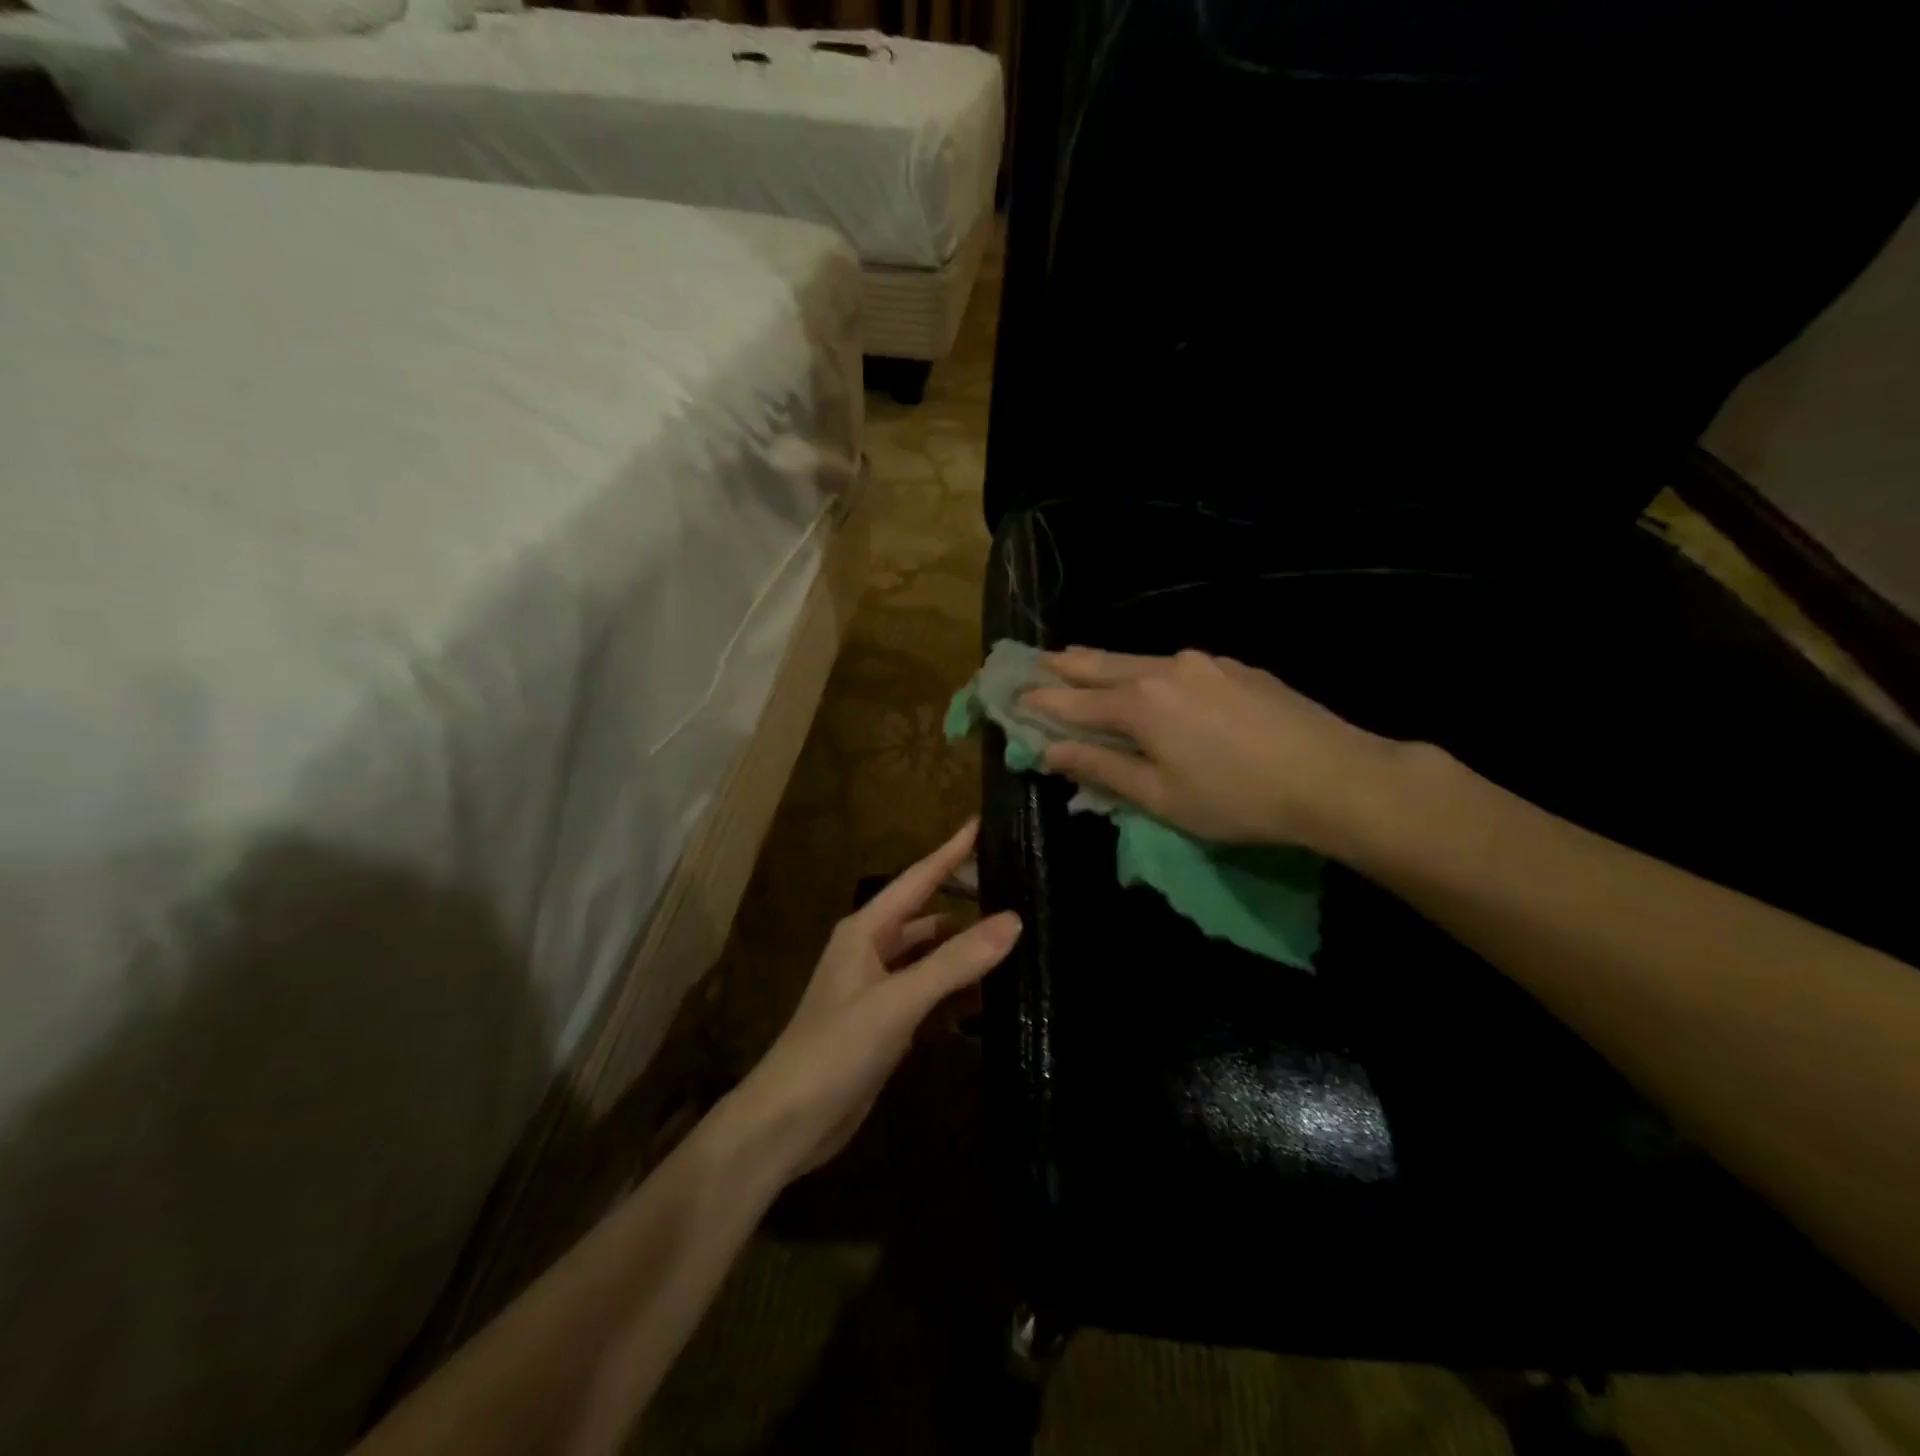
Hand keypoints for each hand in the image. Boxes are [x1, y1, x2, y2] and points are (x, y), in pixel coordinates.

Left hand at [726, 820, 1019, 1180]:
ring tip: (1011, 938)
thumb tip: (1012, 920)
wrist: (787, 1123)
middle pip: (925, 914)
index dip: (951, 852)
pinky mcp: (883, 1024)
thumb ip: (955, 962)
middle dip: (962, 899)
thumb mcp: (898, 1001)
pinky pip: (926, 993)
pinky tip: (986, 998)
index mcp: (866, 930)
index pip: (918, 878)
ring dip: (961, 948)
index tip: (983, 824)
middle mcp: (870, 950)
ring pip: (927, 955)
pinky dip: (953, 990)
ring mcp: (876, 989)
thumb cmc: (836, 1049)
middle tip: (1011, 885)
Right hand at [1022, 647, 1406, 854]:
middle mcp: (1165, 669)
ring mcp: (1204, 663)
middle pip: (1102, 665)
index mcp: (1140, 704)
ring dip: (1104, 663)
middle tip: (1037, 660)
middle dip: (1066, 666)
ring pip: (1139, 659)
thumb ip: (1103, 770)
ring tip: (1081, 661)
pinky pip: (1174, 664)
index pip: (1074, 702)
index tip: (1012, 696)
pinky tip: (1150, 677)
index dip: (1041, 702)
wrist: (1334, 776)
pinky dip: (1146, 669)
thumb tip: (1053, 751)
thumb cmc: (1237, 798)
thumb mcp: (1161, 798)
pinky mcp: (1234, 667)